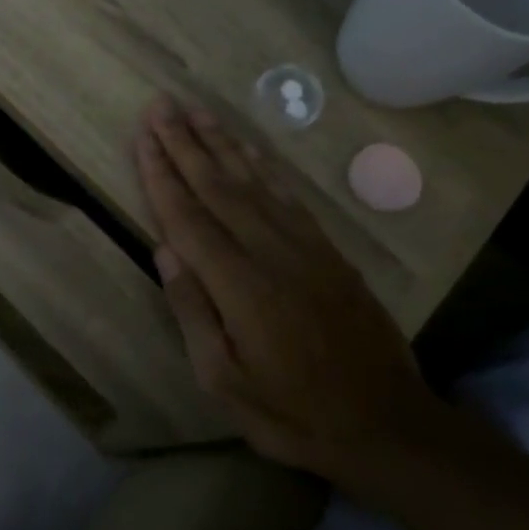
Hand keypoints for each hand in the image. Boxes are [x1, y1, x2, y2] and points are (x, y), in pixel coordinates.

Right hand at [134, 98, 438, 483]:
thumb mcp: (224, 380)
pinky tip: (248, 150)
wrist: (386, 423)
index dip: (161, 174)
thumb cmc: (291, 412)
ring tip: (196, 111)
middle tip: (161, 105)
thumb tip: (164, 251)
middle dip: (185, 143)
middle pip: (218, 186)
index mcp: (239, 285)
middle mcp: (270, 252)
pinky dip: (263, 167)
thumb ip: (193, 312)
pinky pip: (287, 196)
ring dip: (221, 143)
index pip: (188, 217)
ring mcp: (304, 247)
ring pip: (253, 182)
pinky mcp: (328, 251)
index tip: (142, 136)